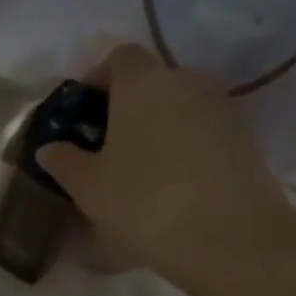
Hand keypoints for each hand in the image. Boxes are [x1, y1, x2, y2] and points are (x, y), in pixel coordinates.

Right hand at [35, 44, 291, 266]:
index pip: (119, 58)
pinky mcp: (245, 138)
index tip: (83, 114)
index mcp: (142, 83)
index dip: (98, 79)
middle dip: (126, 107)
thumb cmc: (143, 201)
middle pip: (151, 81)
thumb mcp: (88, 186)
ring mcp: (221, 108)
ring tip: (139, 170)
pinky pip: (203, 131)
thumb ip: (64, 161)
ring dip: (157, 128)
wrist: (228, 237)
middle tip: (105, 147)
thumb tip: (50, 148)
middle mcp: (186, 82)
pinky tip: (171, 184)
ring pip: (179, 106)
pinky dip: (184, 146)